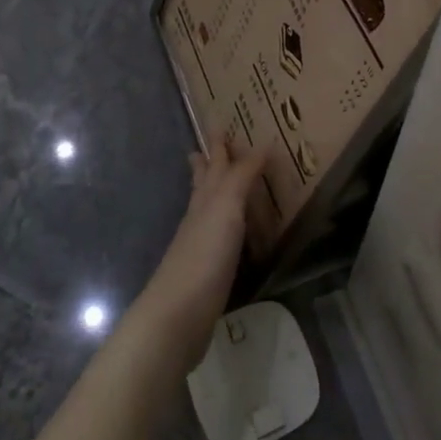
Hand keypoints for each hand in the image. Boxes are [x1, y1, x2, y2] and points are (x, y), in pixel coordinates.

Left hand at [133, 134, 269, 371]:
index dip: (218, 145)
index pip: (213, 164)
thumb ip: (242, 177)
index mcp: (205, 199)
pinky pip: (220, 239)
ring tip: (223, 182)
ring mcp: (200, 246)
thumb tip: (262, 143)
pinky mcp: (207, 274)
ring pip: (209, 210)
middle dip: (208, 163)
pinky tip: (231, 235)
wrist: (177, 316)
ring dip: (217, 193)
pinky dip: (226, 228)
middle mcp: (199, 217)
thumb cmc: (204, 256)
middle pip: (204, 183)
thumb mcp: (226, 208)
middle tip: (211, 145)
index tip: (220, 123)